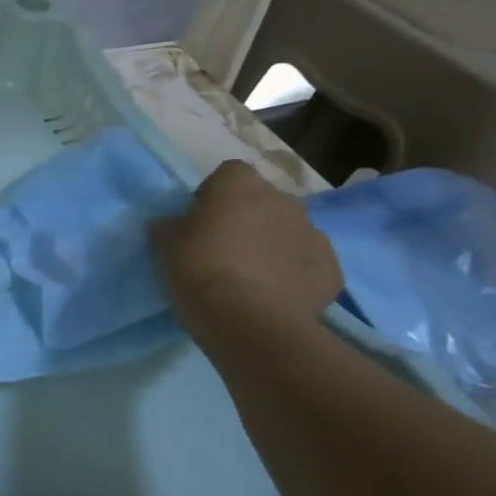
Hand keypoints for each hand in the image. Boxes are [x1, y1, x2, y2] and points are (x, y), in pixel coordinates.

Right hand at [148, 160, 341, 347]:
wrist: (249, 322)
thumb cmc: (199, 270)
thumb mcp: (164, 244)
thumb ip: (169, 226)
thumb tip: (172, 224)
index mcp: (240, 186)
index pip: (228, 174)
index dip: (213, 195)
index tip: (199, 221)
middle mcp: (283, 200)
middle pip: (263, 202)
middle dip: (247, 220)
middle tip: (223, 251)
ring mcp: (313, 234)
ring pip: (288, 232)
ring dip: (272, 246)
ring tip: (249, 279)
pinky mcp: (331, 270)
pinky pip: (307, 265)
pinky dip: (293, 275)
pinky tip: (273, 297)